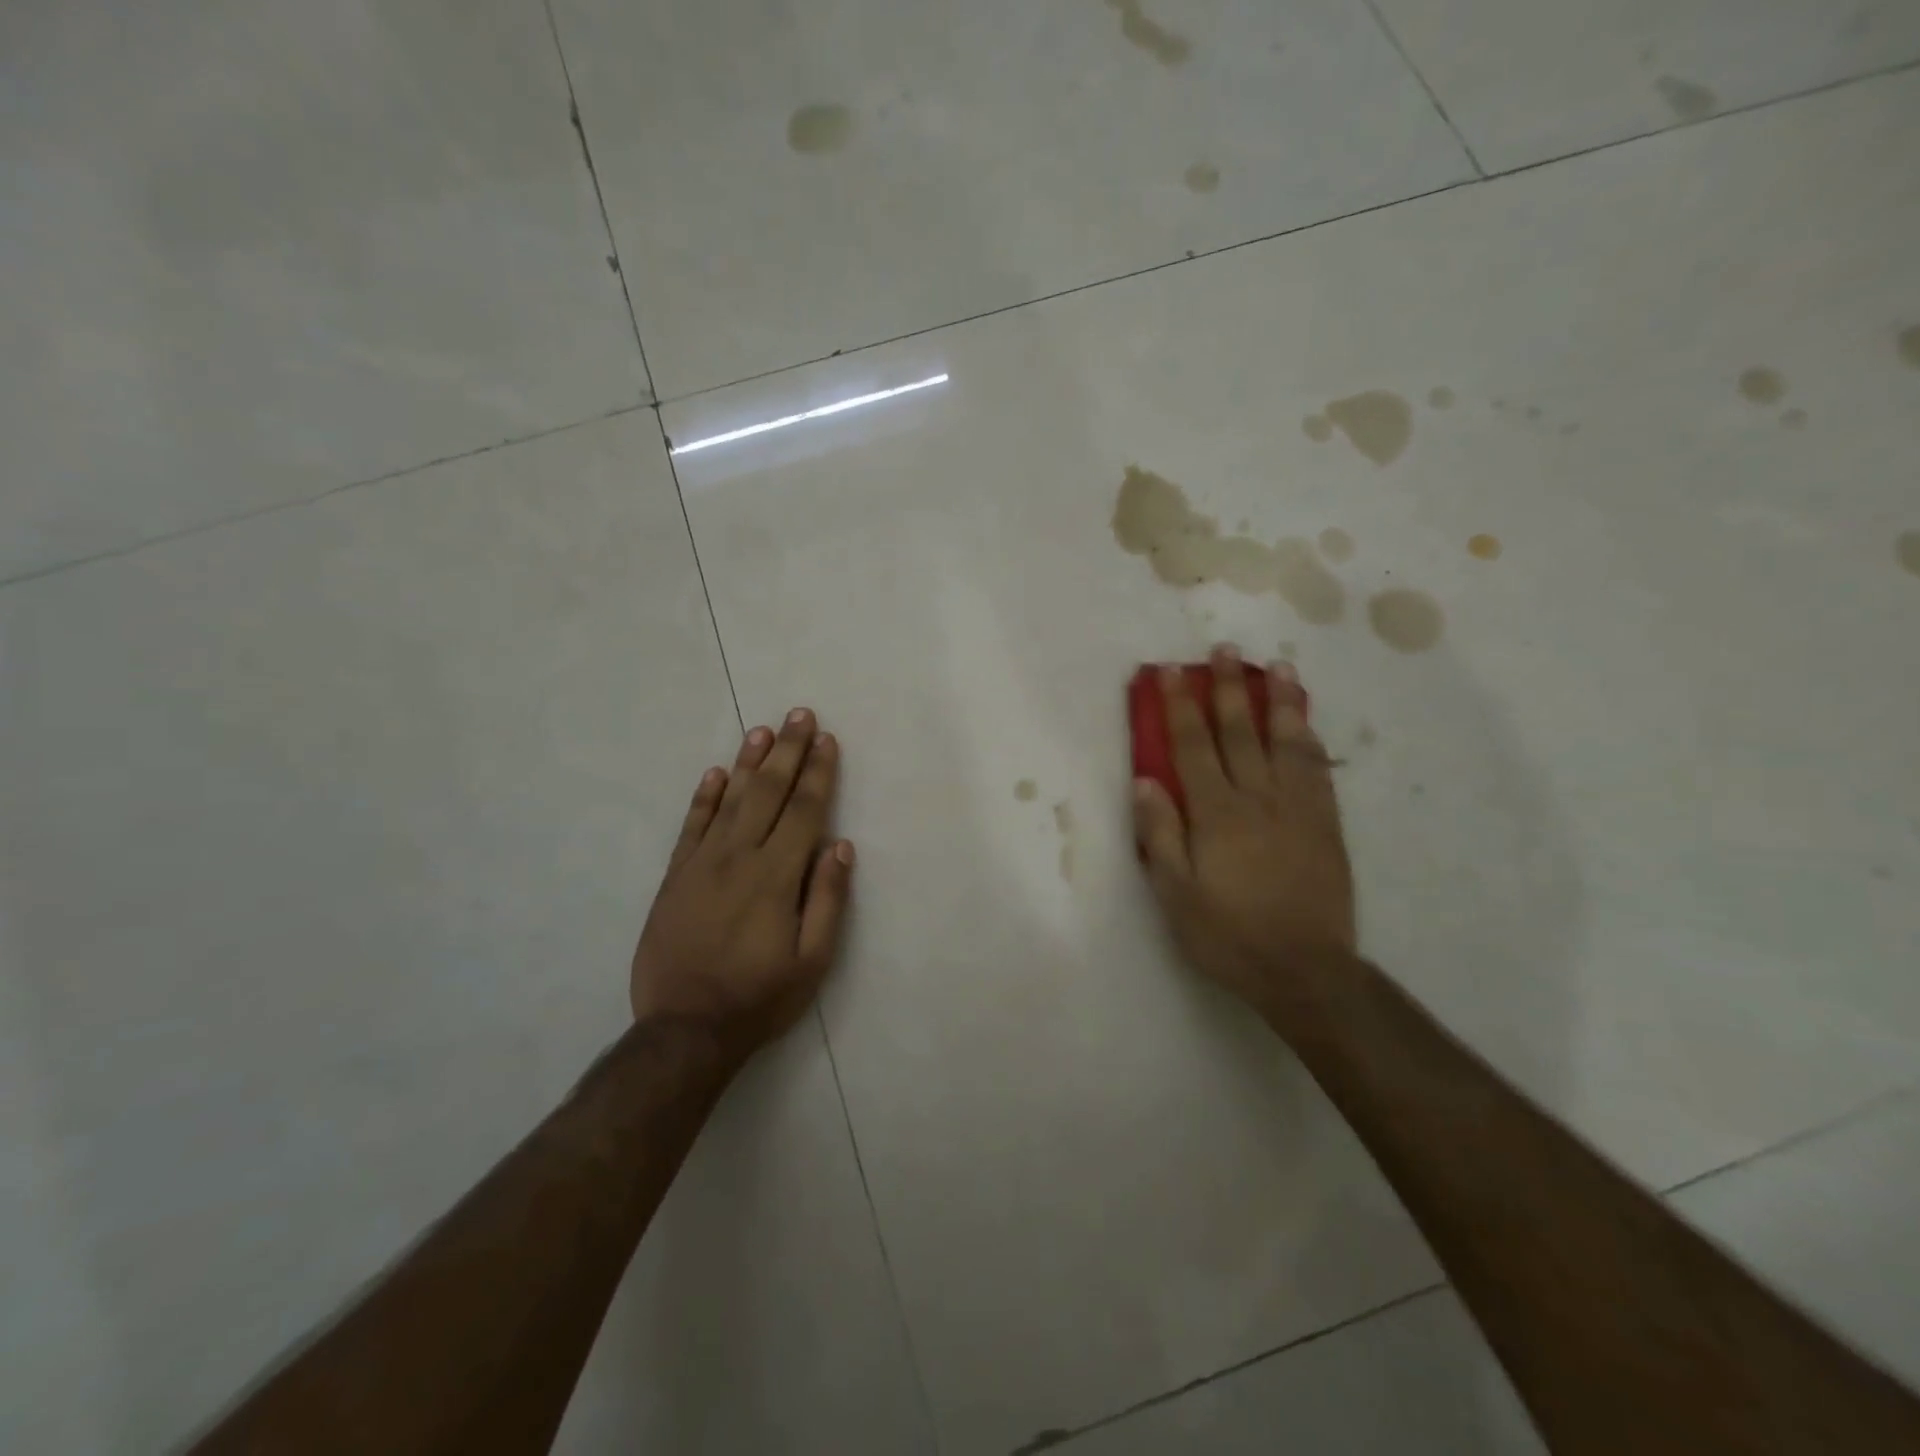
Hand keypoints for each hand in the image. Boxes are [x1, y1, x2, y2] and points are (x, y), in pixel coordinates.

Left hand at [631, 709, 853, 1060]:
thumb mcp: (812, 961)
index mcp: (776, 875)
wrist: (684, 1030)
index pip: (804, 810)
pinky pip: (691, 826)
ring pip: (730, 800)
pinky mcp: (675, 877)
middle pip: (769, 792)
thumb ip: (827, 899)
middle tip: (800, 714)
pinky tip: (717, 774)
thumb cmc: (759, 997)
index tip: (827, 740)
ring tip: (763, 730)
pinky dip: (705, 797)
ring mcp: (701, 864)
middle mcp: (739, 857)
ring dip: (750, 762)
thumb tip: (840, 846)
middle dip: (788, 751)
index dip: (818, 772)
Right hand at [1133, 648, 1356, 1031]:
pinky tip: (1306, 722)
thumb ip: (1159, 834)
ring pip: (1287, 741)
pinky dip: (1309, 738)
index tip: (1171, 671)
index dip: (1180, 705)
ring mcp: (1298, 808)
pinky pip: (1318, 769)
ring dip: (1279, 701)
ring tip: (1277, 667)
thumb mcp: (1175, 894)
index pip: (1192, 746)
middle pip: (1240, 731)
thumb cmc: (1228, 934)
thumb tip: (1144, 780)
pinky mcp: (1325, 824)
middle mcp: (1258, 798)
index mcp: (1216, 813)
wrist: (1305, 970)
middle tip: (1224, 650)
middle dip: (1228, 688)